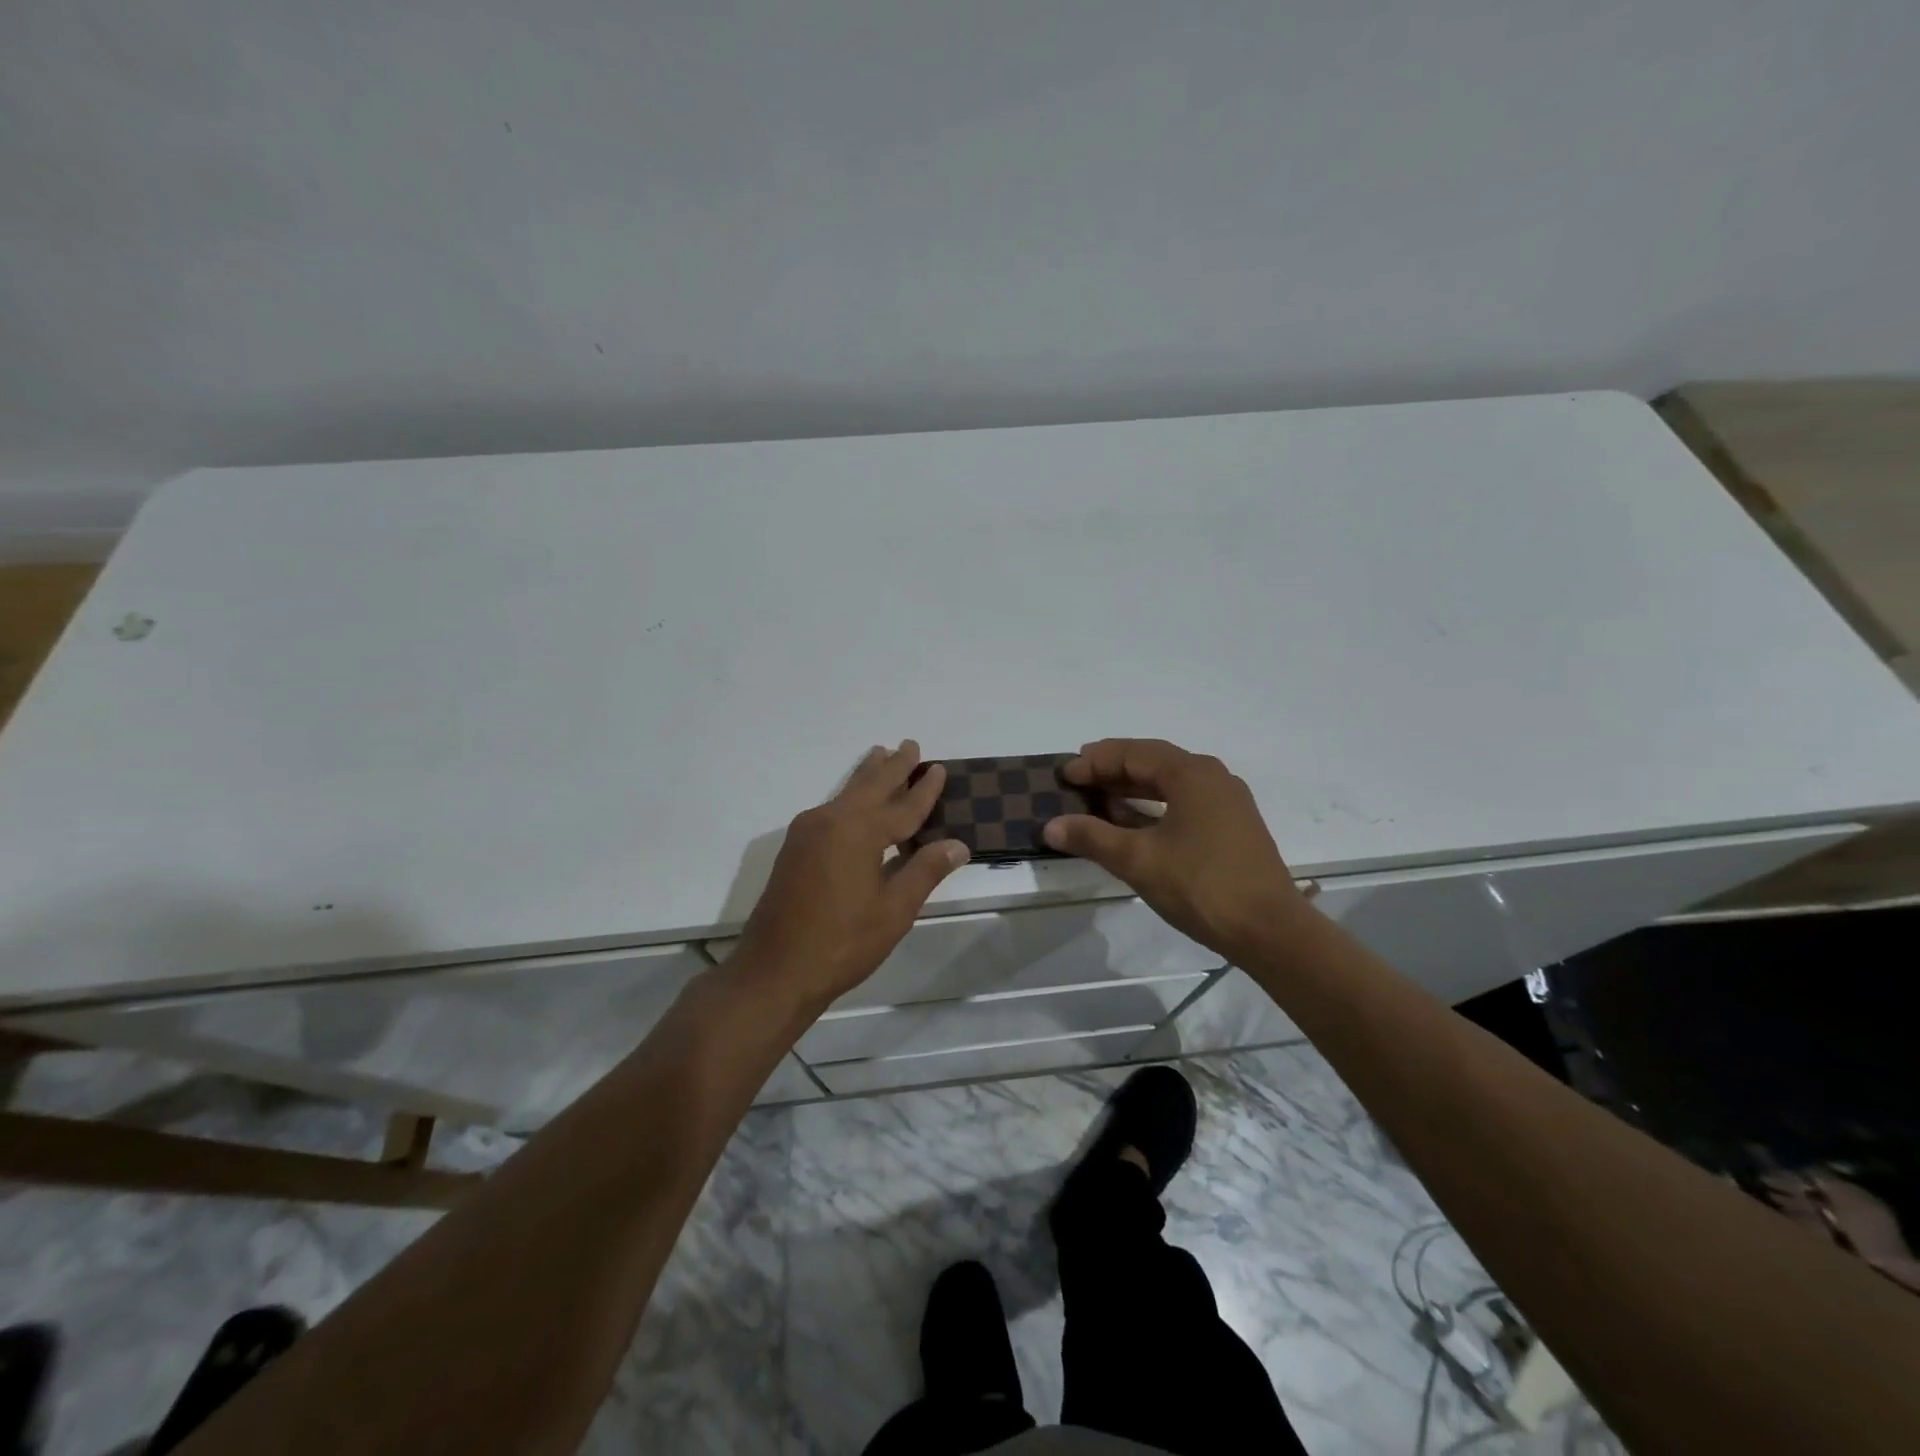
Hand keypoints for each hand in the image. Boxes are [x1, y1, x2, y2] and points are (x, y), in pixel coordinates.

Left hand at [732, 741, 969, 1016]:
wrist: (774, 971)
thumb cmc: (842, 943)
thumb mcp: (894, 910)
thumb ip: (925, 871)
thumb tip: (958, 844)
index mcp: (859, 831)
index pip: (903, 806)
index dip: (924, 789)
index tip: (939, 768)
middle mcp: (831, 820)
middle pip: (870, 787)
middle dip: (893, 767)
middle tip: (910, 746)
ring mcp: (807, 833)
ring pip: (846, 794)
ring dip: (868, 775)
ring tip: (881, 754)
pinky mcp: (795, 849)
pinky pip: (831, 809)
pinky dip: (851, 797)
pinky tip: (854, 801)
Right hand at [1041, 738, 1308, 961]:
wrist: (1269, 931)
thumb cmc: (1201, 886)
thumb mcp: (1138, 860)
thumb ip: (1092, 838)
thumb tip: (1051, 826)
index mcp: (1191, 774)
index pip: (1133, 753)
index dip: (1095, 762)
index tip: (1065, 775)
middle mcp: (1213, 777)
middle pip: (1153, 761)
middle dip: (1113, 768)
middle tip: (1078, 778)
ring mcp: (1227, 801)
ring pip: (1171, 782)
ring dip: (1134, 787)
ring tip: (1099, 798)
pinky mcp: (1233, 826)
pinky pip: (1185, 801)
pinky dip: (1155, 805)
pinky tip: (1135, 823)